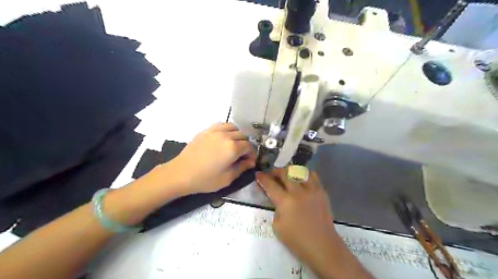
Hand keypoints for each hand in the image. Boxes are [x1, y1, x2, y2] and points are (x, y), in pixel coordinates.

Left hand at [168, 123, 254, 194]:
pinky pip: (221, 125)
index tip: (249, 162)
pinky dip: (226, 130)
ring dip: (237, 136)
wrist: (181, 173)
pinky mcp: (206, 130)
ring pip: (233, 127)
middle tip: (241, 156)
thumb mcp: (227, 178)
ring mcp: (215, 131)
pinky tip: (223, 138)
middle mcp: (226, 136)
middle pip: (243, 136)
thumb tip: (251, 162)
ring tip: (232, 145)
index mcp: (233, 148)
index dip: (252, 154)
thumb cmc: (205, 179)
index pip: (249, 147)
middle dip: (245, 145)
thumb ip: (242, 168)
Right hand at [256, 168, 338, 265]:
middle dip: (275, 172)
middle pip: (284, 173)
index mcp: (285, 201)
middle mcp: (298, 191)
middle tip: (272, 175)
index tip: (258, 174)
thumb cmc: (297, 239)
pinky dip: (304, 174)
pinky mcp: (321, 191)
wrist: (322, 245)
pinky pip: (313, 176)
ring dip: (290, 171)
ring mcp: (312, 189)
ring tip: (287, 175)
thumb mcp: (277, 225)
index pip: (270, 185)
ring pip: (299, 171)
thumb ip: (275, 207)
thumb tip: (275, 196)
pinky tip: (301, 179)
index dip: (262, 178)